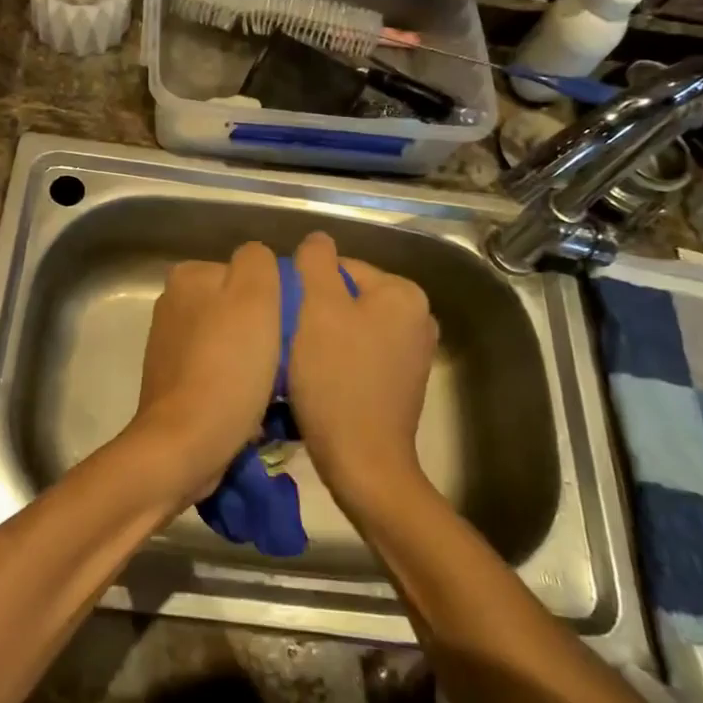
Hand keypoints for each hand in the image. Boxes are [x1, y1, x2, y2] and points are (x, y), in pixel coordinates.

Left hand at [129, 242, 281, 501]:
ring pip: (230, 341)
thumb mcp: (255, 296)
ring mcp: (169, 345)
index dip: (274, 298)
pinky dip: (234, 384)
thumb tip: (259, 261)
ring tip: (269, 387)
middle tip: (283, 359)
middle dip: (262, 331)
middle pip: (238, 308)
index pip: (248, 272)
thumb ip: (258, 261)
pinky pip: (217, 372)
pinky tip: (248, 405)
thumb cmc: (227, 366)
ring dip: (251, 361)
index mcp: (188, 276)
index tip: (287, 328)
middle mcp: (172, 304)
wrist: (185, 443)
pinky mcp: (172, 382)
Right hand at [286, 231, 438, 511]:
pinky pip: (361, 354)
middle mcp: (418, 317)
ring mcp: (414, 353)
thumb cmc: (337, 379)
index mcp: (404, 293)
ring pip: (351, 326)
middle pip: (347, 296)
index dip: (305, 287)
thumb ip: (315, 263)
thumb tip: (317, 240)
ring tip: (297, 360)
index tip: (284, 316)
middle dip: (315, 312)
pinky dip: (338, 360)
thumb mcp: (318, 308)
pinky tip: (317, 380)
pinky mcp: (402, 383)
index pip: (341, 267)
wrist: (363, 462)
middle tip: (287, 337)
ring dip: (322, 337)